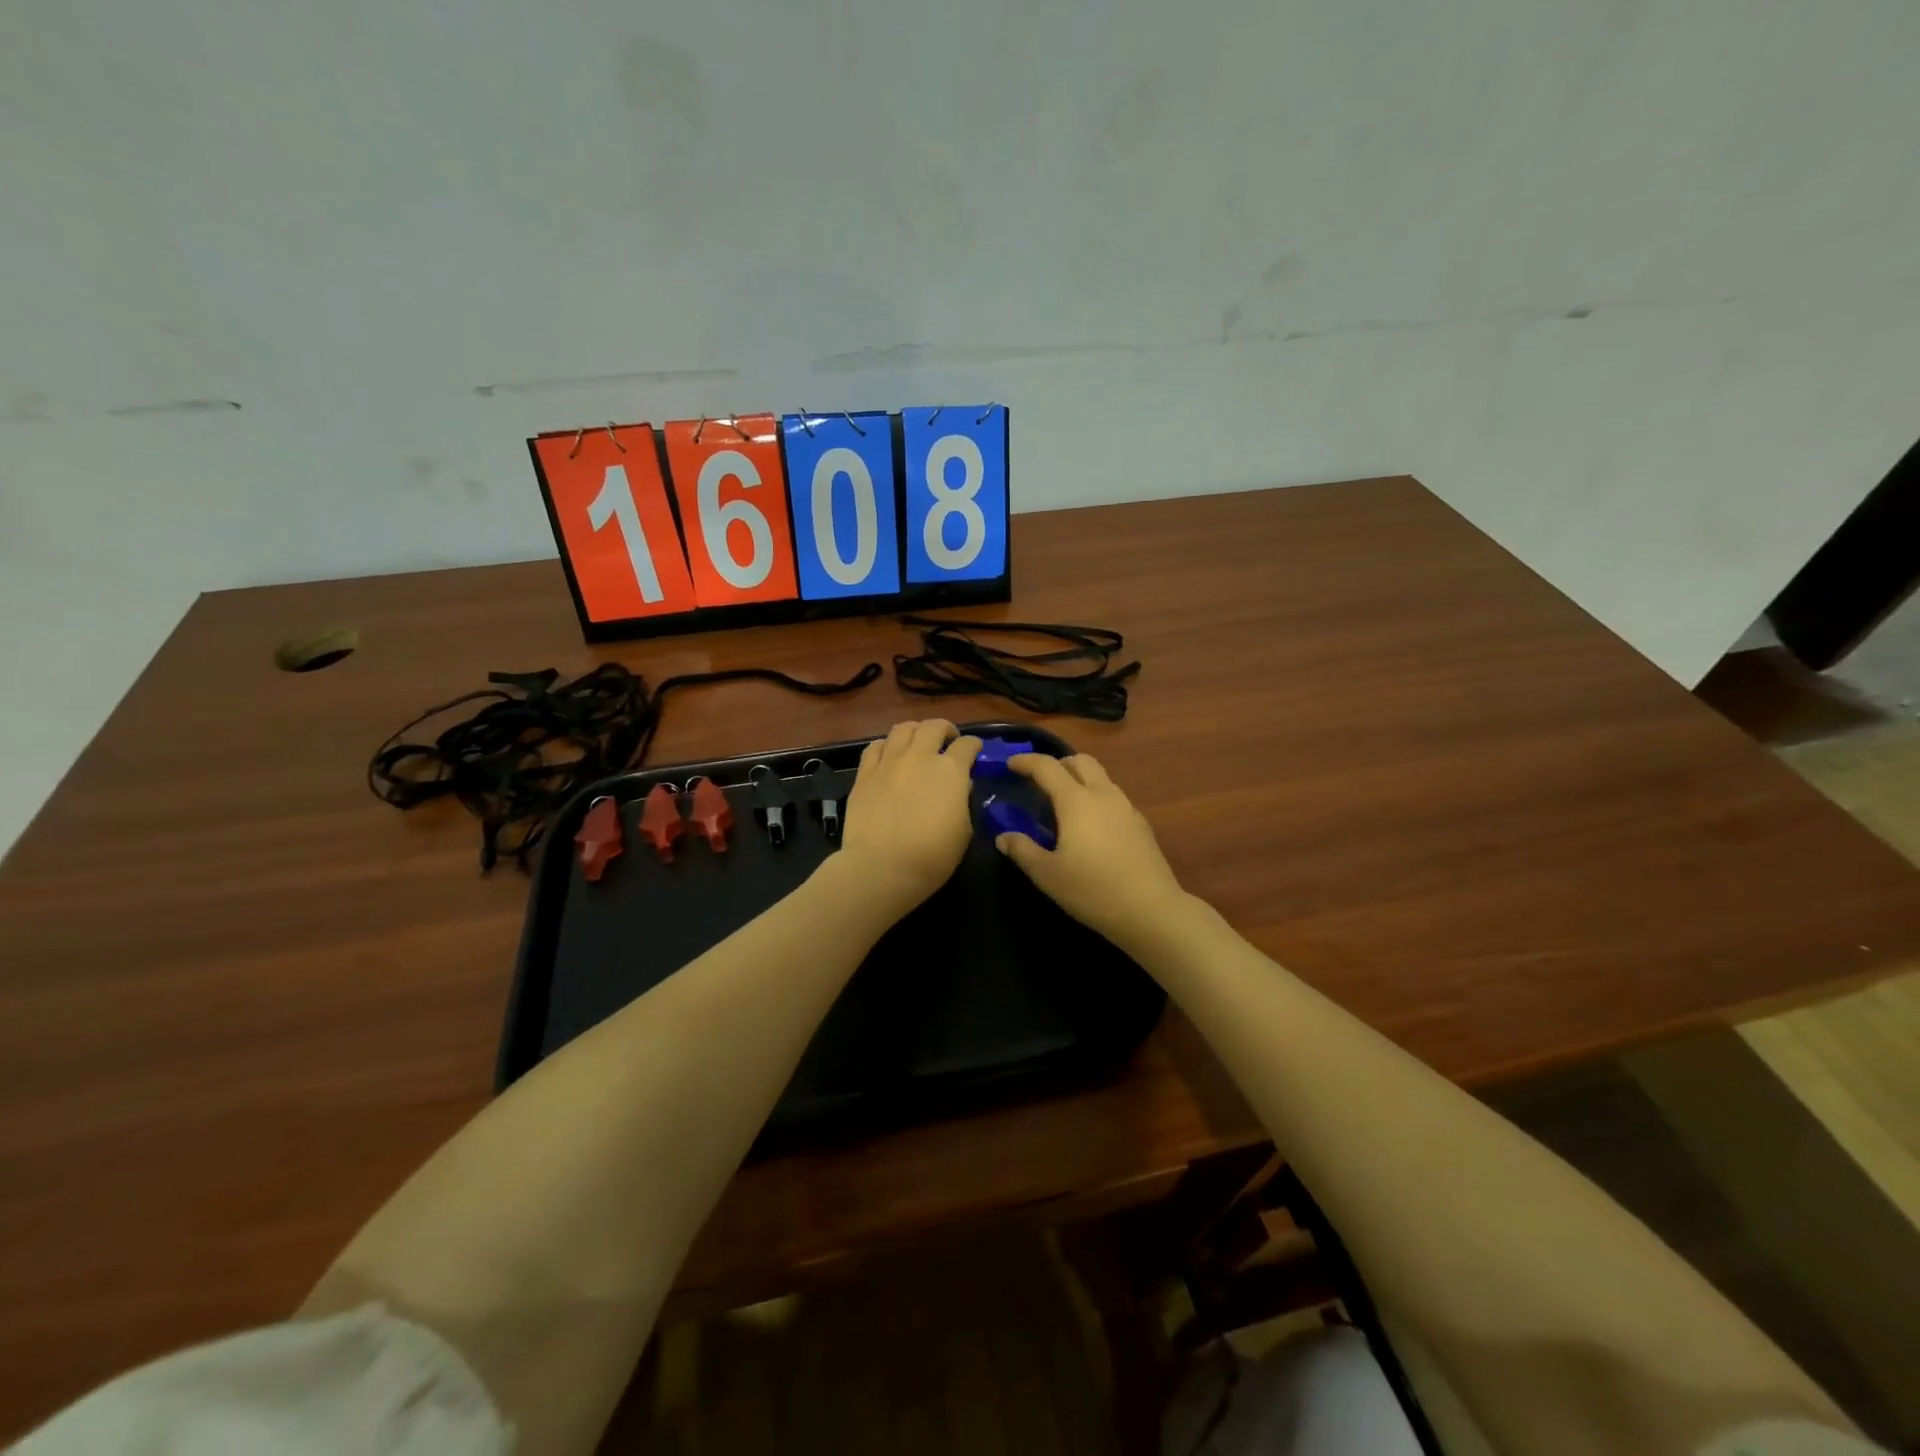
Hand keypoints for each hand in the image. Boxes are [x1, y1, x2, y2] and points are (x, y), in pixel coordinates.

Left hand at [833, 720, 981, 916]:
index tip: (975, 751)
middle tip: (947, 741)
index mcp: (950, 770)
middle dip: (945, 730)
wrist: (882, 867)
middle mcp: (920, 756)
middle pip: (934, 726)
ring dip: (915, 731)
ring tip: (918, 742)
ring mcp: (889, 762)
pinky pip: (875, 746)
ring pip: (903, 728)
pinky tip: (889, 754)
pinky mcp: (864, 773)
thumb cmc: (932, 856)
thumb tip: (958, 786)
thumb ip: (962, 801)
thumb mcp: (964, 830)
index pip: (967, 745)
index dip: (974, 746)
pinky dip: (886, 745)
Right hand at [995, 753, 1188, 947]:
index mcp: (1076, 801)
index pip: (1047, 767)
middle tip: (1040, 782)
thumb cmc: (1092, 890)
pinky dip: (1096, 799)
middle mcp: (1103, 794)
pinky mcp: (1141, 825)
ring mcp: (1127, 808)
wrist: (1151, 910)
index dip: (1026, 761)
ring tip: (1064, 806)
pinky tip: (1091, 828)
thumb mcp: (1047, 874)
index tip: (1010, 764)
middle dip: (1058, 764)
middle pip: (1080, 761)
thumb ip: (1023, 850)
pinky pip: (1113, 798)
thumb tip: (1004, 837)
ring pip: (1100, 778)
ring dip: (1079, 780)